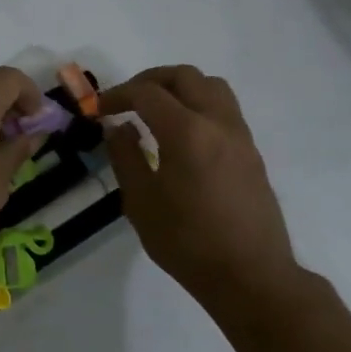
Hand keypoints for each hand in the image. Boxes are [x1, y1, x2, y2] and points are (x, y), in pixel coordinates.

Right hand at [99, 66, 301, 313]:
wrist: (250, 275)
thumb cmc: (187, 242)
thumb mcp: (141, 203)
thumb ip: (125, 157)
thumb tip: (117, 127)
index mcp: (187, 132)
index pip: (147, 93)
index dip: (118, 95)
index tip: (99, 109)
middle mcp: (218, 122)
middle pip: (184, 76)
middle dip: (150, 80)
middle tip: (126, 100)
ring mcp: (240, 135)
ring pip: (211, 86)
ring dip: (180, 87)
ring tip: (156, 110)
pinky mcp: (251, 151)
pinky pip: (224, 109)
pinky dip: (199, 105)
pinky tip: (182, 134)